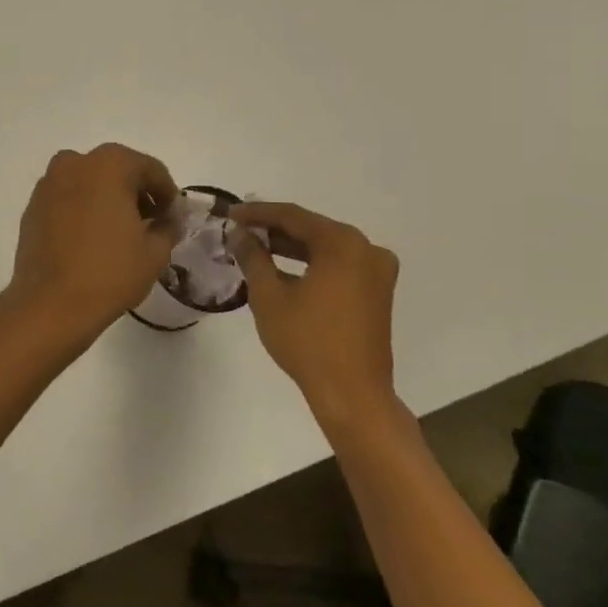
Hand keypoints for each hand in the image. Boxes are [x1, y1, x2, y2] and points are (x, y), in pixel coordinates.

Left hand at [9, 143, 177, 339]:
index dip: (167, 194)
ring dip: (106, 198)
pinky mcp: (31, 207)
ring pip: (88, 182)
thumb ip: (168, 227)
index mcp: (109, 164)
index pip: (150, 169)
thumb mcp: (155, 252)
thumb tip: (167, 220)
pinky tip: (90, 239)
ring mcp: (48, 184)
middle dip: (136, 193)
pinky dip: (81, 209)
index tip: (172, 218)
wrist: (50, 304)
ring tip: (118, 232)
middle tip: (149, 224)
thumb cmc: (109, 272)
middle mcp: (74, 163)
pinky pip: (66, 199)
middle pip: (116, 170)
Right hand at [227, 202, 400, 429]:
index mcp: (342, 243)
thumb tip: (239, 233)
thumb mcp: (269, 295)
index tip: (230, 213)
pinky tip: (284, 271)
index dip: (257, 213)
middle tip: (240, 229)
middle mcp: (366, 249)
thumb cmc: (307, 340)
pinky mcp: (377, 292)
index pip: (292, 216)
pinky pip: (339, 265)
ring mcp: (377, 271)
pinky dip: (311, 264)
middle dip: (274, 229)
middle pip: (312, 229)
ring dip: (292, 247)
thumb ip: (253, 257)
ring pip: (326, 248)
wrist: (352, 393)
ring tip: (256, 248)